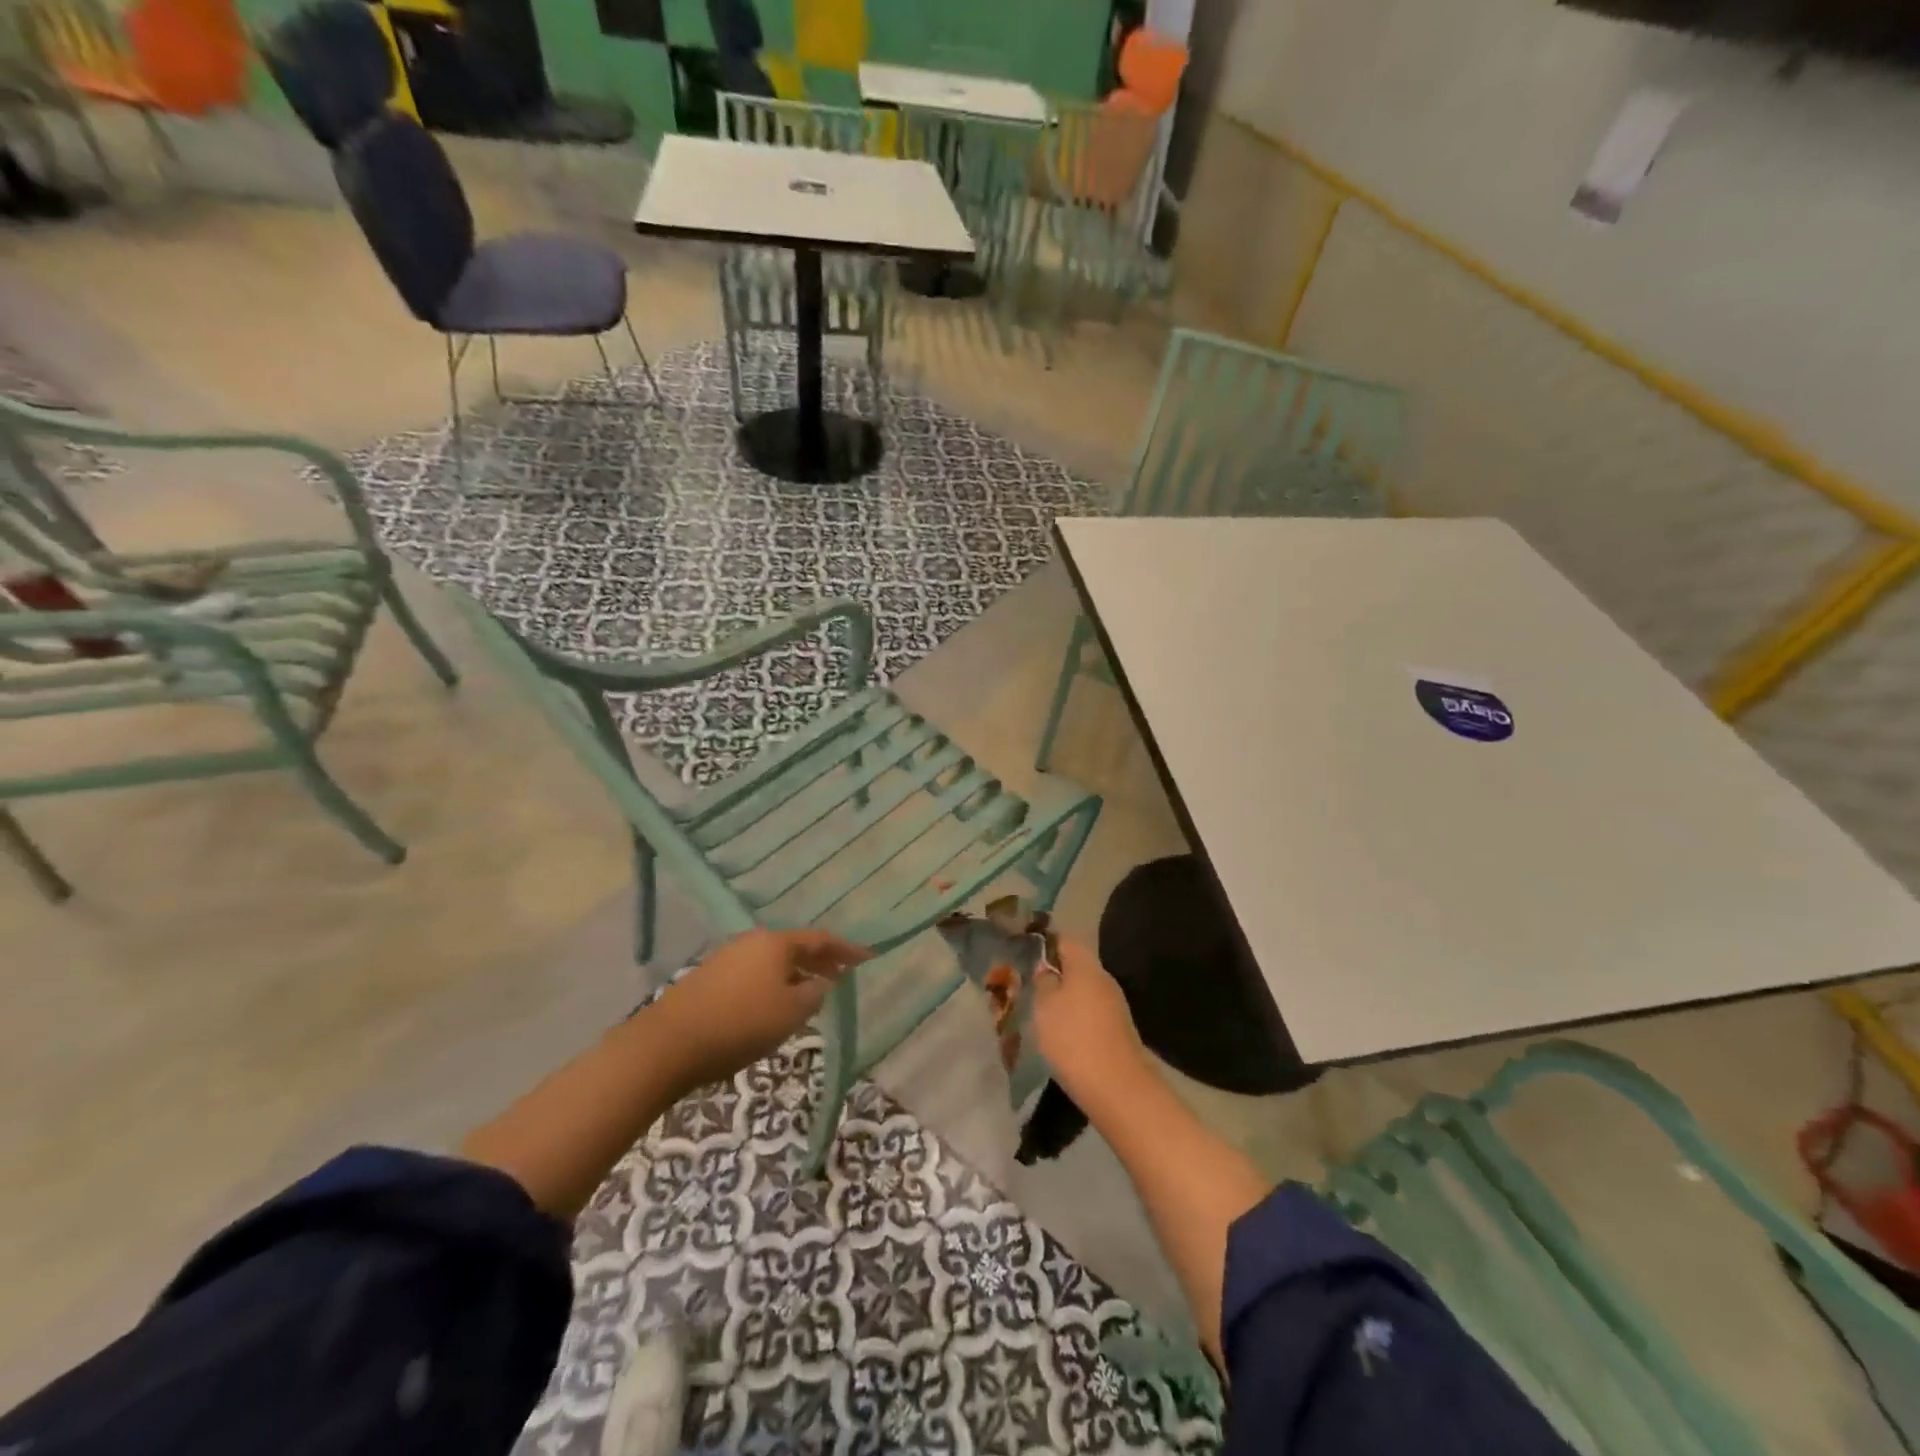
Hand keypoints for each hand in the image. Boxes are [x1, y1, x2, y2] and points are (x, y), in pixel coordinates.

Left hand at [656, 928, 869, 1090]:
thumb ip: (814, 994)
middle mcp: (752, 942)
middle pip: (795, 947)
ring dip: (796, 975)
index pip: (821, 940)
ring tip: (811, 995)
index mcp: (776, 943)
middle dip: (820, 962)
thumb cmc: (740, 1024)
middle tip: (842, 978)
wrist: (669, 1043)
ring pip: (773, 962)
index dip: (847, 950)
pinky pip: (754, 975)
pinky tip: (774, 1006)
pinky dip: (773, 984)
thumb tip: (819, 984)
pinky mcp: (710, 979)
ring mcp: (728, 958)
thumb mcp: (791, 1013)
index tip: (868, 958)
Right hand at [1031, 938, 1153, 1111]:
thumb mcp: (1044, 1006)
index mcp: (1086, 966)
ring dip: (1064, 997)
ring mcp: (1115, 1005)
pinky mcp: (1118, 1029)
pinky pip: (1091, 1012)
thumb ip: (1042, 981)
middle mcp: (1104, 979)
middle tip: (1027, 986)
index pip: (1064, 940)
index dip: (1043, 943)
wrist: (1117, 1087)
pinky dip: (1075, 1016)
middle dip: (1053, 973)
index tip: (1023, 953)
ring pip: (1083, 990)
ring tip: (1040, 1012)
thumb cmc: (1073, 1038)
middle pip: (1075, 966)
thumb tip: (1045, 968)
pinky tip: (1061, 1033)